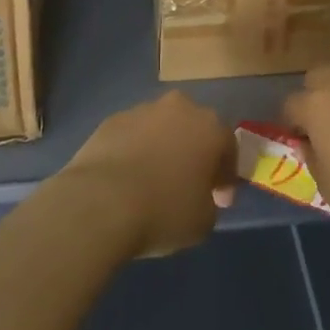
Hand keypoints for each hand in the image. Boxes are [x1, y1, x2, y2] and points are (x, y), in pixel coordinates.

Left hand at [55, 91, 236, 258]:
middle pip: (194, 128)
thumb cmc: (163, 210)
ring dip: (163, 148)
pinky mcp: (112, 119)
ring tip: (153, 182)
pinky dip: (135, 150)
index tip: (220, 200)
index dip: (226, 176)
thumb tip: (200, 195)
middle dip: (195, 152)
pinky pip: (133, 135)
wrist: (101, 201)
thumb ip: (210, 202)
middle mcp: (179, 108)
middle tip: (189, 184)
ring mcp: (143, 109)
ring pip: (162, 128)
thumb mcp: (203, 221)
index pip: (228, 147)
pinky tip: (127, 178)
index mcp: (209, 127)